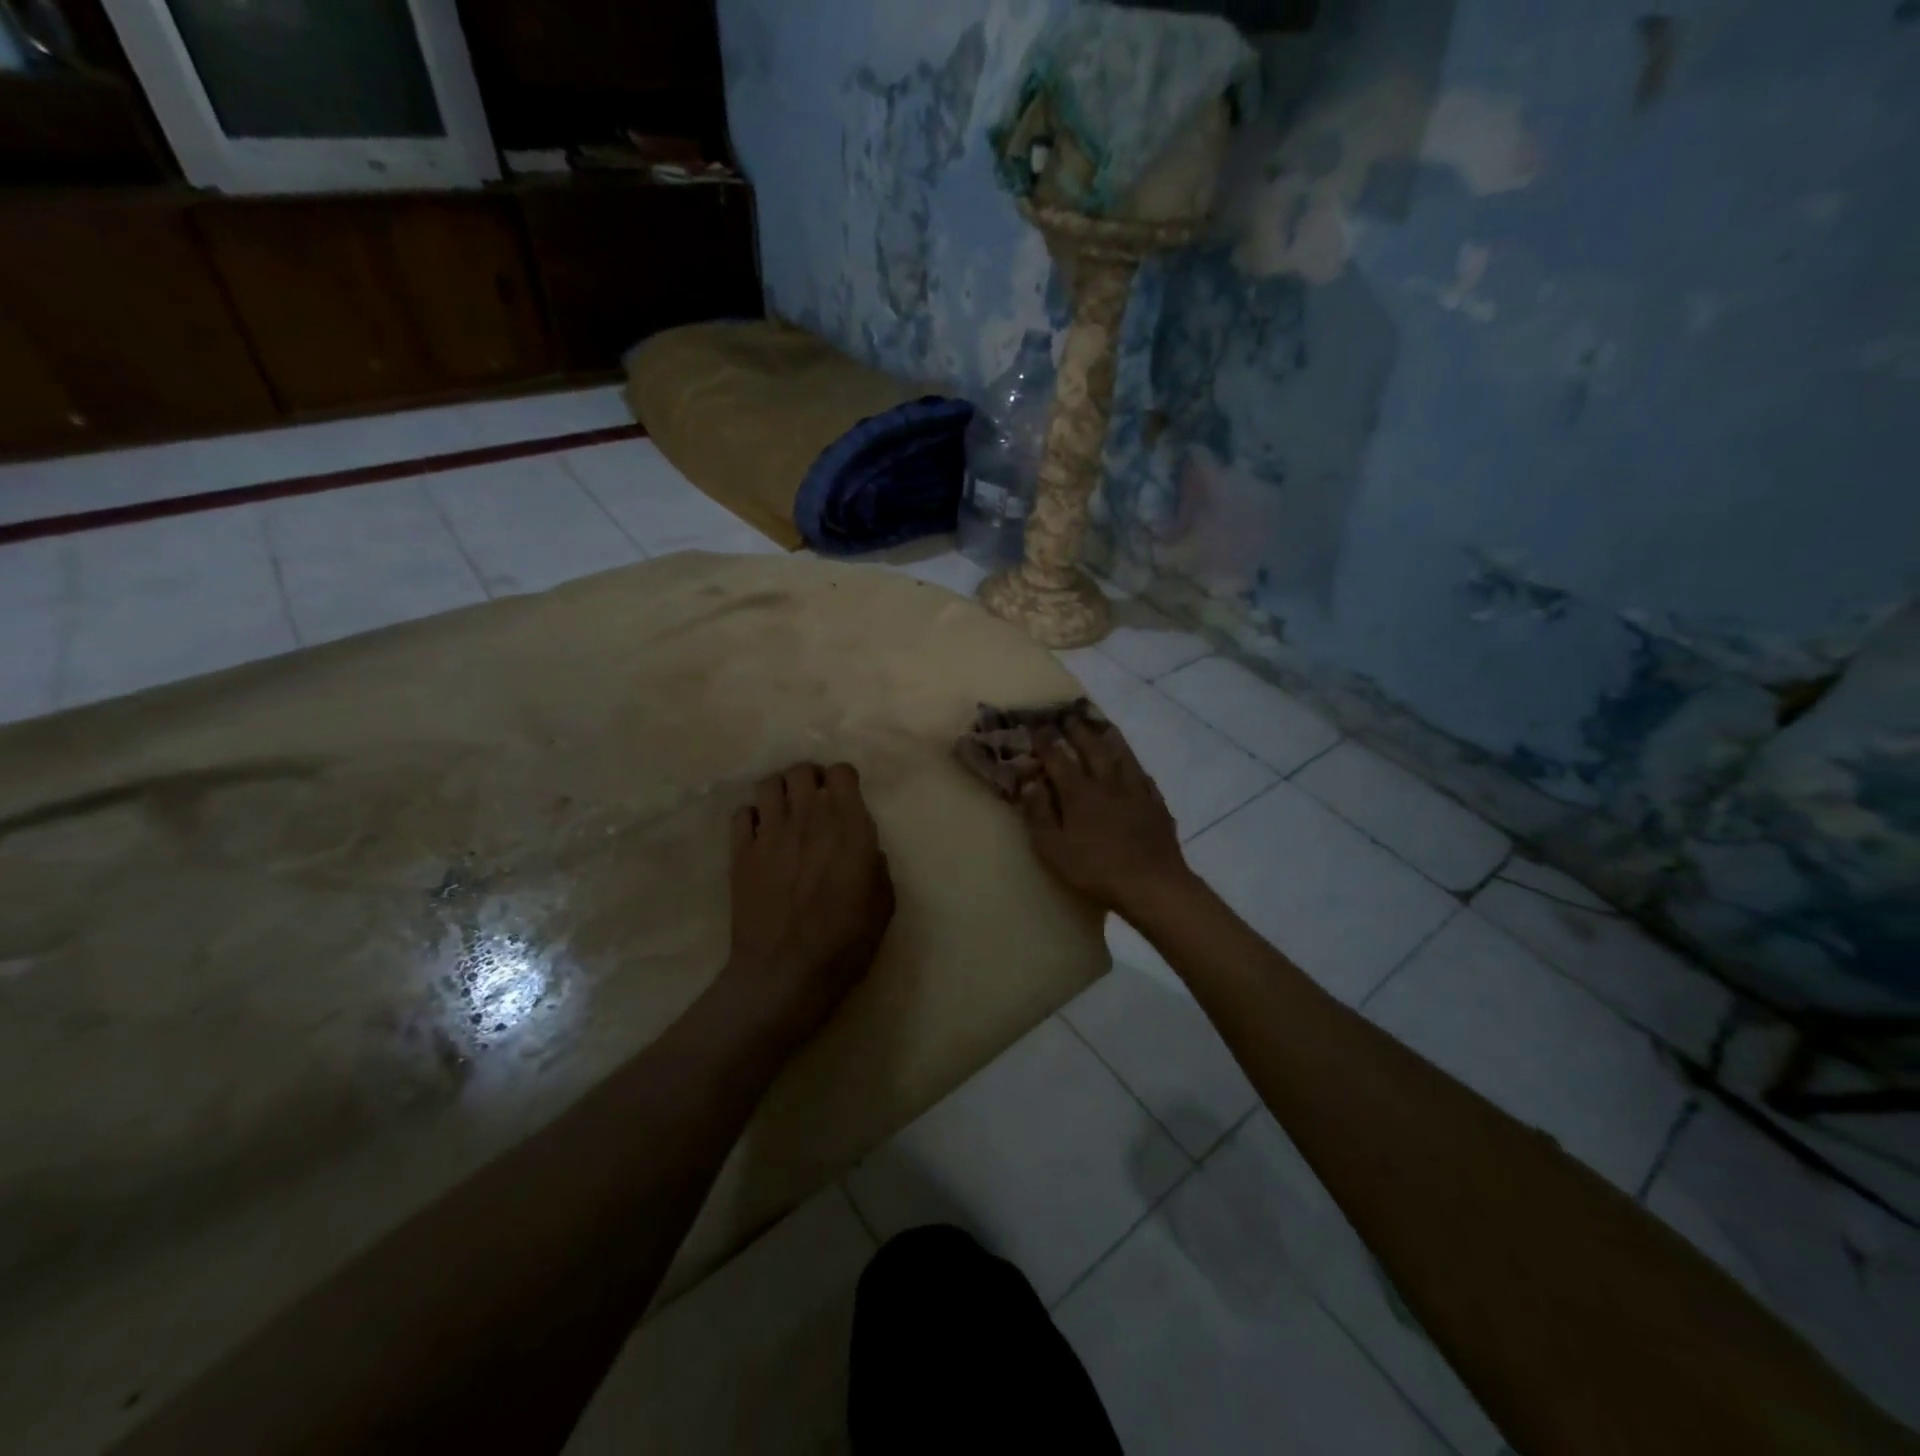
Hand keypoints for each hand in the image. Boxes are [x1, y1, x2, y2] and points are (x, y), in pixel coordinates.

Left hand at [715, 762, 895, 1051]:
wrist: (784, 973)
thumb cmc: (844, 943)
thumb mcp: (882, 906)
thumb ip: (876, 867)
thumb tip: (866, 851)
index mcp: (848, 829)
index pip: (841, 773)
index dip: (843, 780)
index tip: (844, 797)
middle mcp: (808, 819)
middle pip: (801, 770)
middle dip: (810, 779)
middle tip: (814, 800)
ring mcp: (769, 834)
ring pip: (768, 784)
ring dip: (780, 792)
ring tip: (785, 812)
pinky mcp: (740, 853)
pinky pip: (741, 813)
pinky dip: (752, 816)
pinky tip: (761, 835)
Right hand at [1019, 717, 1191, 914]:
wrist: (1153, 884)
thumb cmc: (1096, 869)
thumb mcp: (1053, 849)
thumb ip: (1039, 814)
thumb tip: (1031, 783)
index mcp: (1080, 792)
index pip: (1059, 758)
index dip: (1046, 741)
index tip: (1036, 725)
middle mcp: (1108, 783)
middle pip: (1092, 748)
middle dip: (1077, 730)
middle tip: (1068, 714)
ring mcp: (1136, 791)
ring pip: (1122, 756)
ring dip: (1110, 738)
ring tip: (1103, 725)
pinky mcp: (1156, 805)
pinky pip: (1143, 776)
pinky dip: (1134, 765)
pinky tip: (1134, 766)